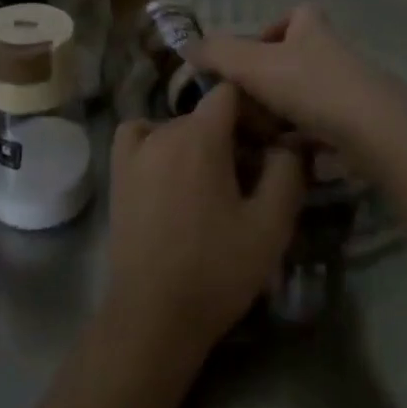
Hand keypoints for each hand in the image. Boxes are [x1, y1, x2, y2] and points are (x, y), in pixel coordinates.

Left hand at [105, 83, 305, 357]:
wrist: (154, 315)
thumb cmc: (217, 269)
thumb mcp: (271, 224)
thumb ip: (287, 172)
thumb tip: (288, 143)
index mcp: (200, 137)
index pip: (230, 92)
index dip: (256, 111)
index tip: (271, 144)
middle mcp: (163, 132)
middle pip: (205, 113)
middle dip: (234, 134)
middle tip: (253, 175)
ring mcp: (134, 152)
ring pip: (176, 126)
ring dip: (200, 142)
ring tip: (214, 182)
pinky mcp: (117, 174)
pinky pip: (139, 136)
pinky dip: (157, 140)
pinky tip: (171, 169)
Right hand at [191, 5, 406, 149]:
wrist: (373, 132)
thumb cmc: (310, 86)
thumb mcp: (253, 64)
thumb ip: (218, 53)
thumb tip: (188, 47)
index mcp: (313, 30)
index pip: (297, 14)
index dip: (273, 29)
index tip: (251, 55)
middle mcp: (335, 54)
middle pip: (299, 58)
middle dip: (271, 81)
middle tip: (246, 104)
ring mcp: (351, 89)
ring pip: (309, 96)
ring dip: (284, 113)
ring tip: (262, 135)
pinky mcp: (360, 124)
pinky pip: (324, 127)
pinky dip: (304, 139)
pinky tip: (287, 154)